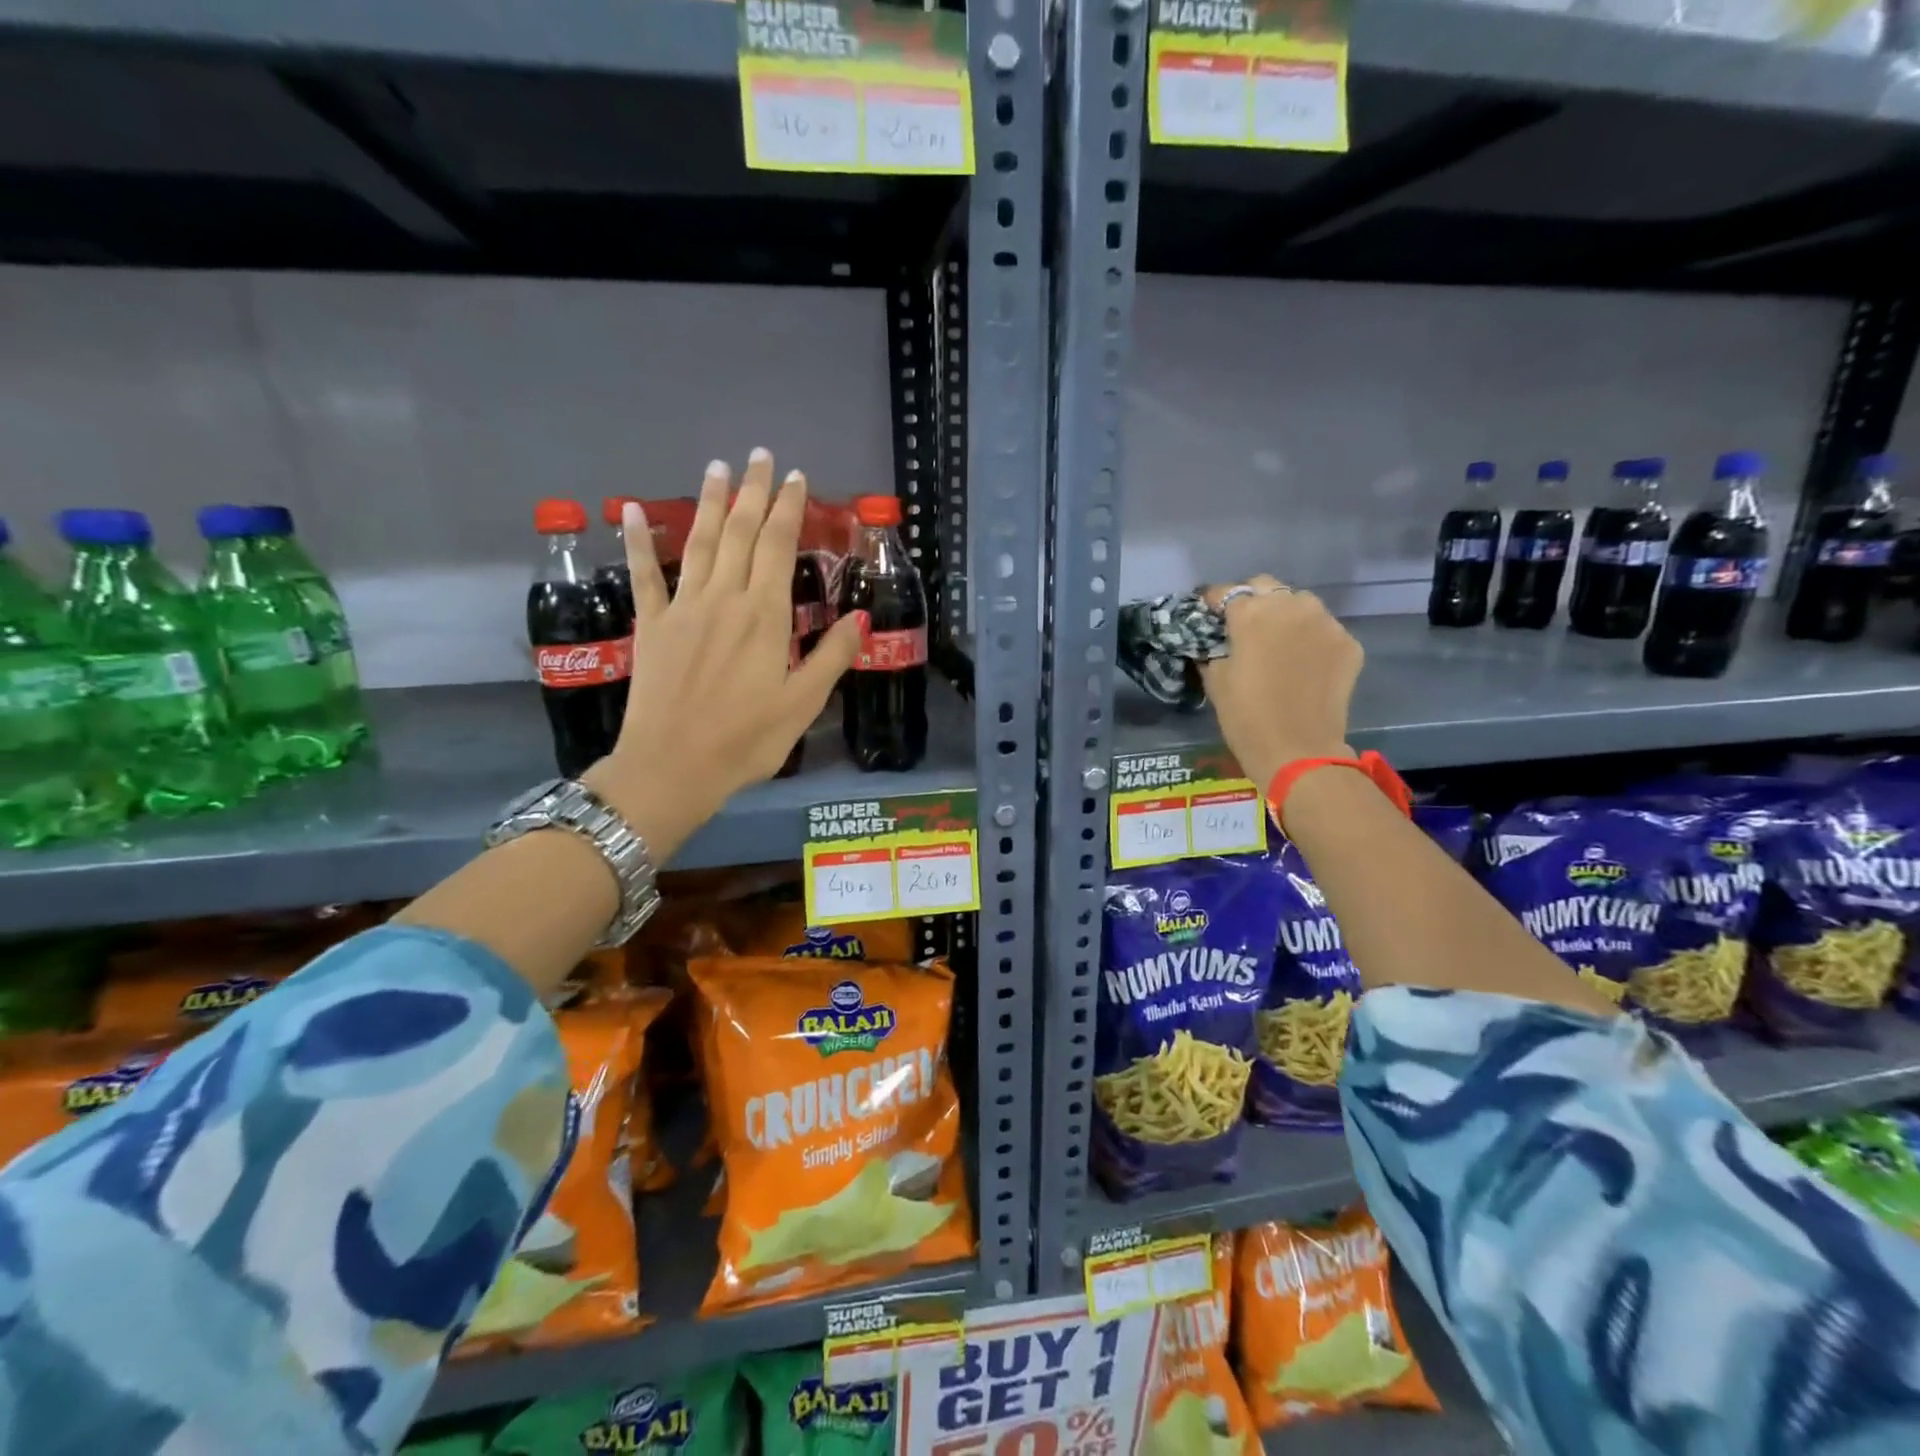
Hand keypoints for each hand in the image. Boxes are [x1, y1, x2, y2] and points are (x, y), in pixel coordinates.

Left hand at [583, 449, 861, 857]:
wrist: (672, 767)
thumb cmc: (745, 740)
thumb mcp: (803, 704)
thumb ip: (832, 656)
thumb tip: (859, 616)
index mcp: (764, 616)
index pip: (777, 547)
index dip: (787, 509)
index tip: (794, 478)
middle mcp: (724, 599)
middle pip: (739, 533)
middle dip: (752, 492)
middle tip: (760, 456)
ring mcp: (683, 608)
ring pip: (698, 543)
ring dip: (708, 502)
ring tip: (717, 467)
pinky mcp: (652, 625)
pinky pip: (644, 575)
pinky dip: (638, 541)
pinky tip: (633, 510)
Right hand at [1197, 576, 1361, 788]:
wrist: (1298, 751)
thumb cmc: (1245, 717)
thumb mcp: (1215, 681)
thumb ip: (1212, 650)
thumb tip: (1213, 642)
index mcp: (1250, 613)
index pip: (1225, 592)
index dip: (1213, 602)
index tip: (1208, 616)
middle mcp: (1289, 606)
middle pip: (1266, 586)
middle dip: (1252, 600)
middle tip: (1243, 626)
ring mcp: (1324, 622)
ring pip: (1300, 603)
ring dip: (1285, 614)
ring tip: (1278, 640)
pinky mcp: (1347, 642)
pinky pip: (1324, 629)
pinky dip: (1311, 638)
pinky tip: (1304, 662)